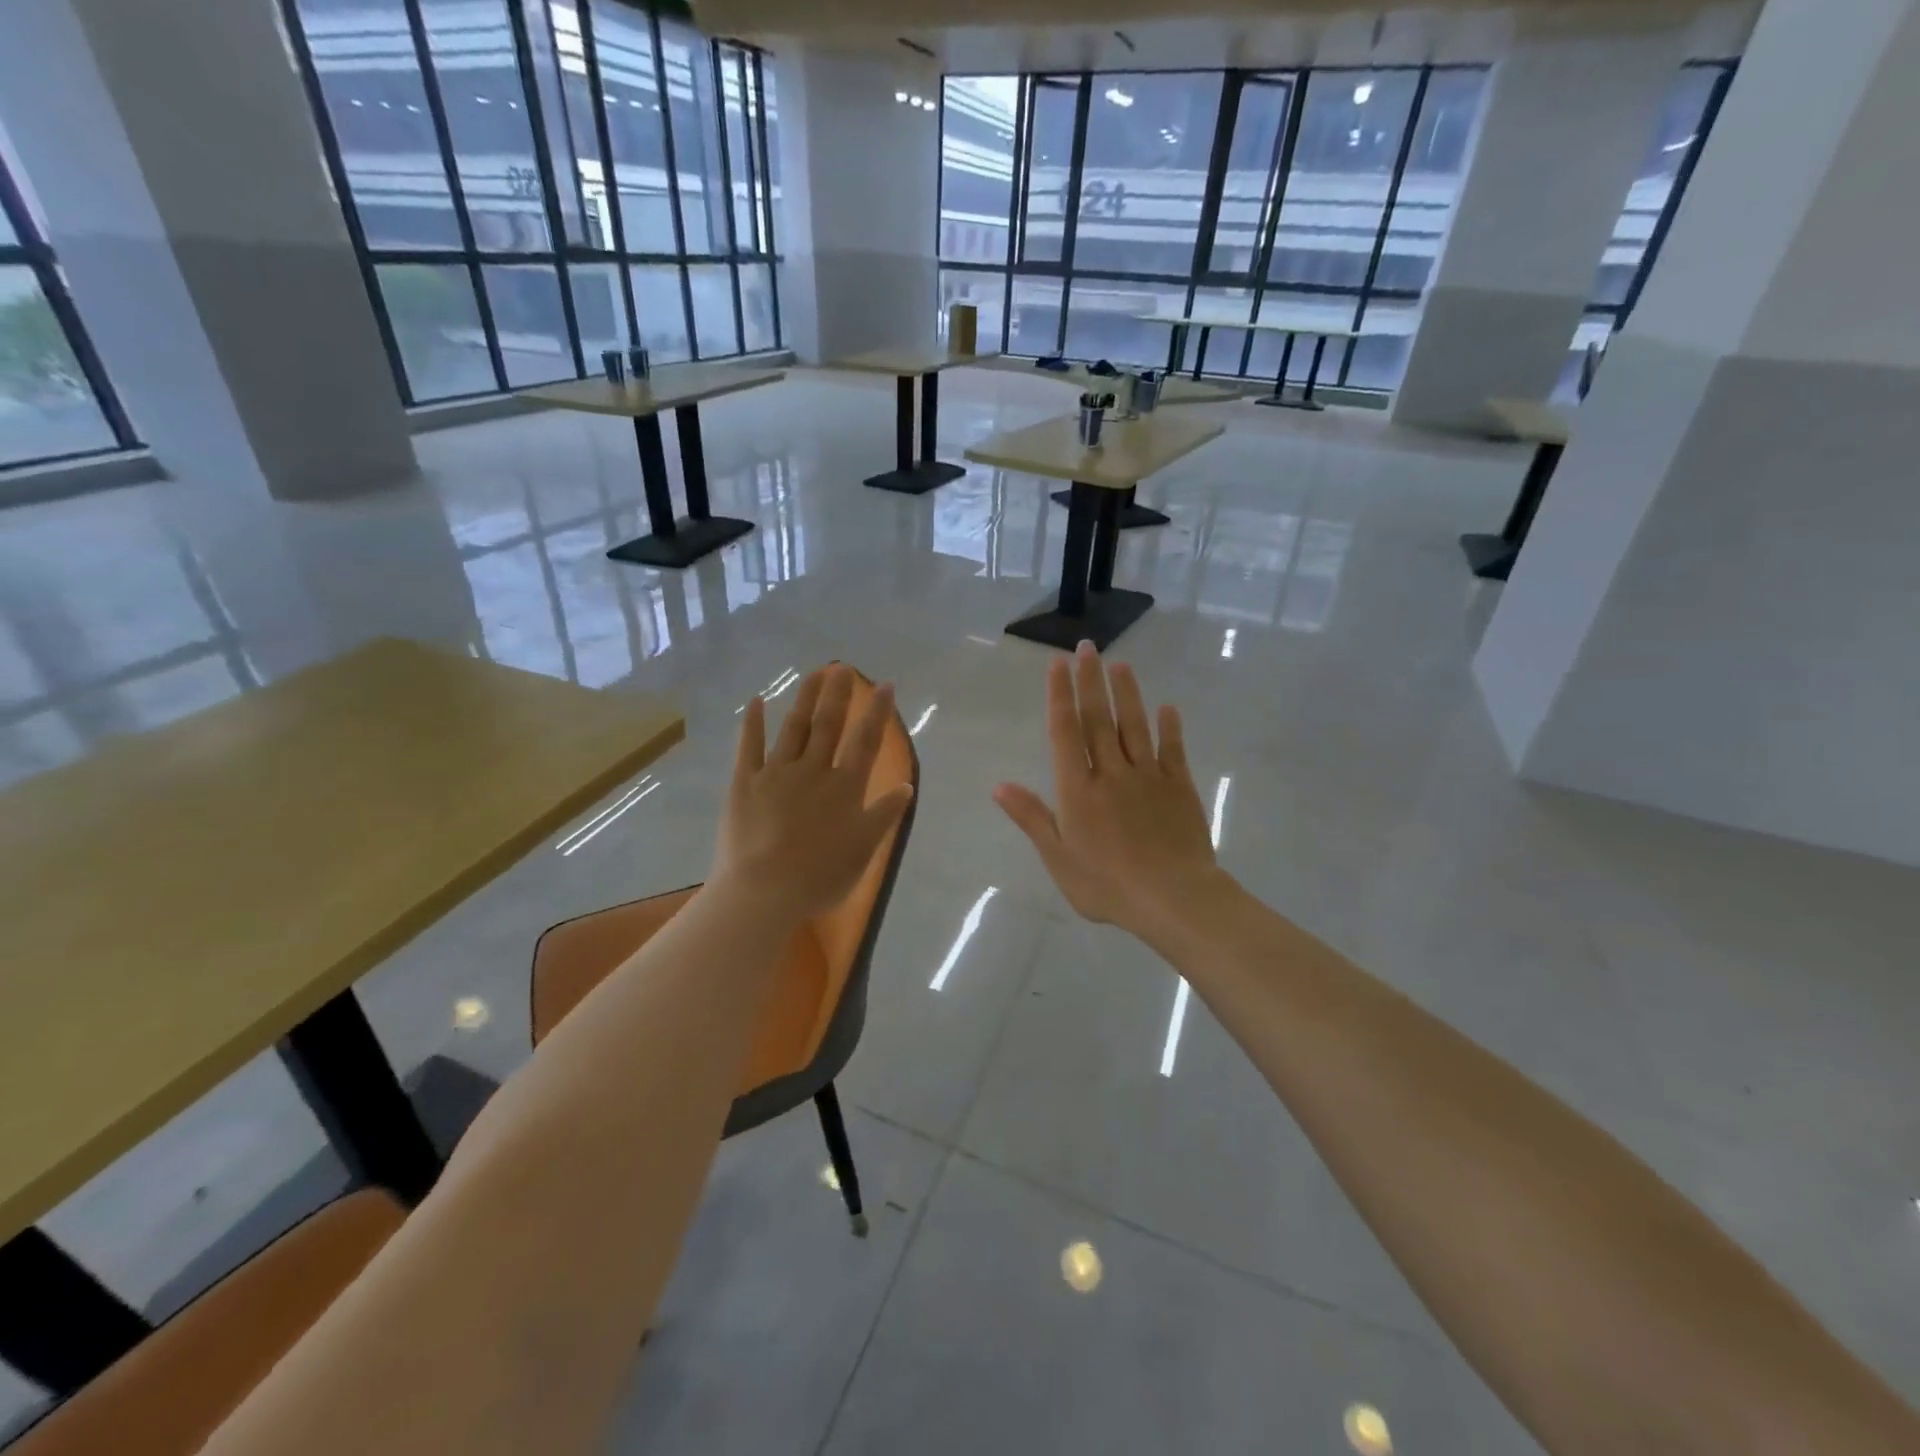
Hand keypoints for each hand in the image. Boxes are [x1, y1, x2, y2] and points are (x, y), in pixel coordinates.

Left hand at [711, 665, 914, 925]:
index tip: (885, 686)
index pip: (866, 742)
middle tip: (844, 667)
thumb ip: (884, 814)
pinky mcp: (744, 782)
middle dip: (839, 694)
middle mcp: (813, 770)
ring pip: (794, 728)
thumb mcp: (864, 849)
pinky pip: (749, 747)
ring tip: (815, 674)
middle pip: (829, 725)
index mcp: (845, 787)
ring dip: (805, 698)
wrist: (765, 891)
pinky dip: (753, 723)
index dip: (877, 713)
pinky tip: (756, 701)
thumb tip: (907, 786)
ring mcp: (776, 773)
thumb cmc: (821, 876)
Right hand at [994, 643, 1221, 941]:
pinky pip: (1173, 750)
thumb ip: (1032, 817)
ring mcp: (1148, 777)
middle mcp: (1111, 773)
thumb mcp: (1058, 858)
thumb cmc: (1107, 885)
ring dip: (1127, 693)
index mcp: (1078, 790)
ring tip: (1121, 664)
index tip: (1059, 665)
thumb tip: (999, 785)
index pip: (1065, 732)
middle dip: (1091, 681)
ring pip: (1135, 726)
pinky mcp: (1179, 788)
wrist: (1173, 899)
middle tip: (1088, 647)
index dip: (1060, 696)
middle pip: (1099, 719)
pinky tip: (1168, 707)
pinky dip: (1170, 727)